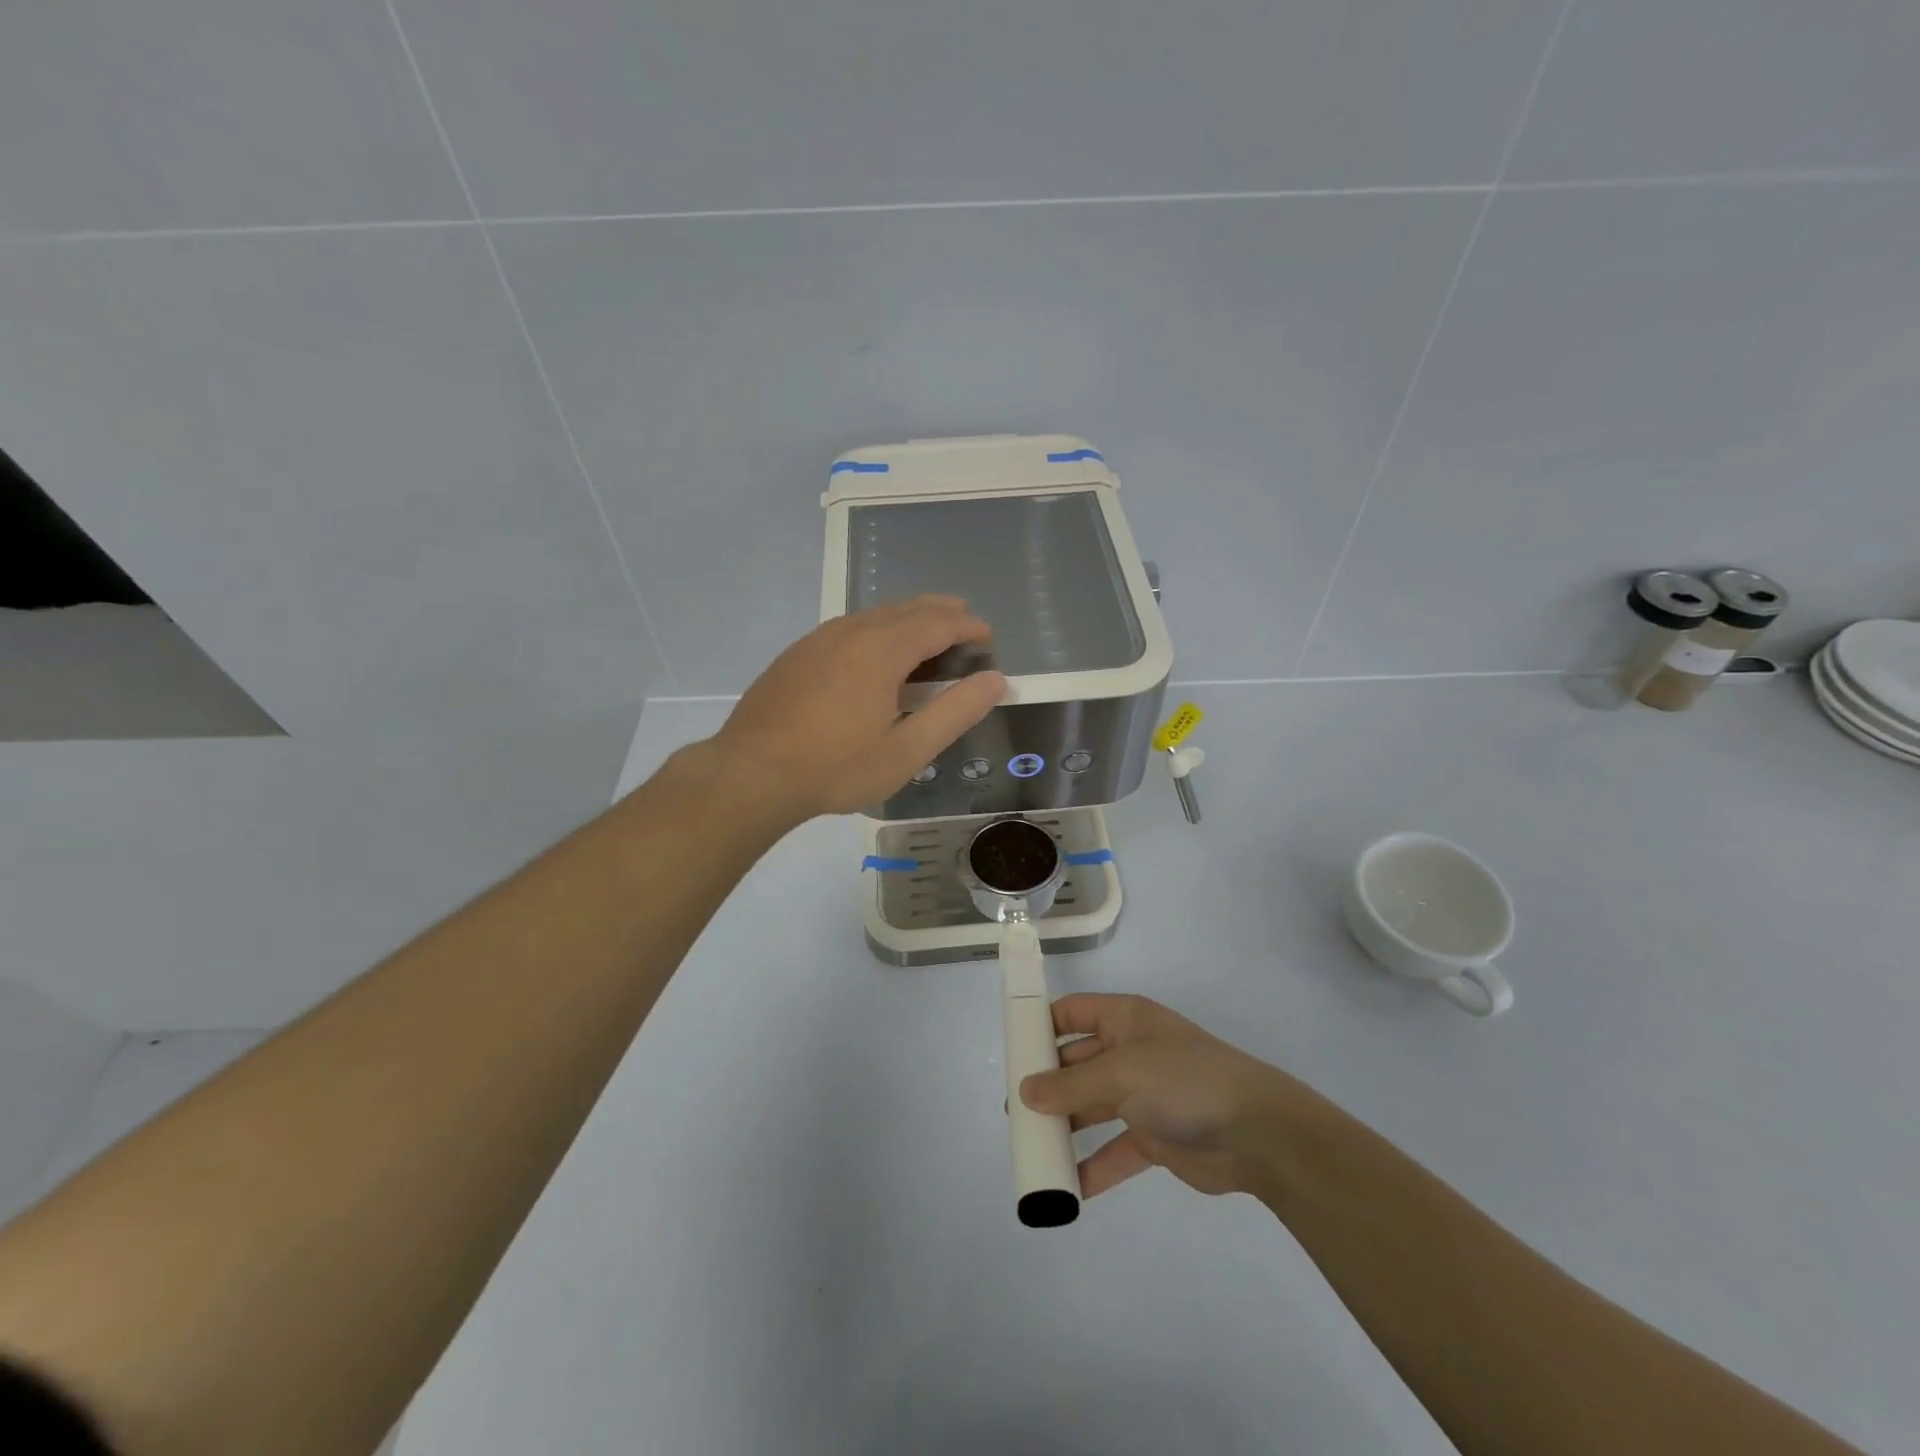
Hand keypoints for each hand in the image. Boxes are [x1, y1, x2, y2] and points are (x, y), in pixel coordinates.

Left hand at [709, 596, 1006, 823]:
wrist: (751, 773)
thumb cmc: (836, 767)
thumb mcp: (906, 750)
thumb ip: (955, 712)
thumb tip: (996, 680)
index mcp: (883, 649)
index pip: (938, 623)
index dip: (967, 627)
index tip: (987, 637)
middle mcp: (852, 631)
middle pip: (906, 608)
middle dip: (941, 611)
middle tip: (964, 621)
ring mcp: (819, 639)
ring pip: (875, 614)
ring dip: (908, 617)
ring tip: (927, 632)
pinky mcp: (797, 654)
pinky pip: (849, 627)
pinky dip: (878, 628)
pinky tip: (875, 651)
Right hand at [1019, 994, 1305, 1199]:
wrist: (1257, 1132)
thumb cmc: (1184, 1081)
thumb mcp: (1122, 1072)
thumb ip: (1071, 1084)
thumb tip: (1024, 1092)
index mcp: (1123, 1020)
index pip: (1071, 1013)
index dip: (1041, 1026)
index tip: (1010, 1052)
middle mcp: (1129, 1052)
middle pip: (1076, 1063)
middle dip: (1046, 1085)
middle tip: (1014, 1112)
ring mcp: (1142, 1095)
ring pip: (1091, 1107)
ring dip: (1064, 1127)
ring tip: (1031, 1149)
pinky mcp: (1155, 1137)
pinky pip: (1114, 1150)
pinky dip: (1093, 1167)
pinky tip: (1069, 1189)